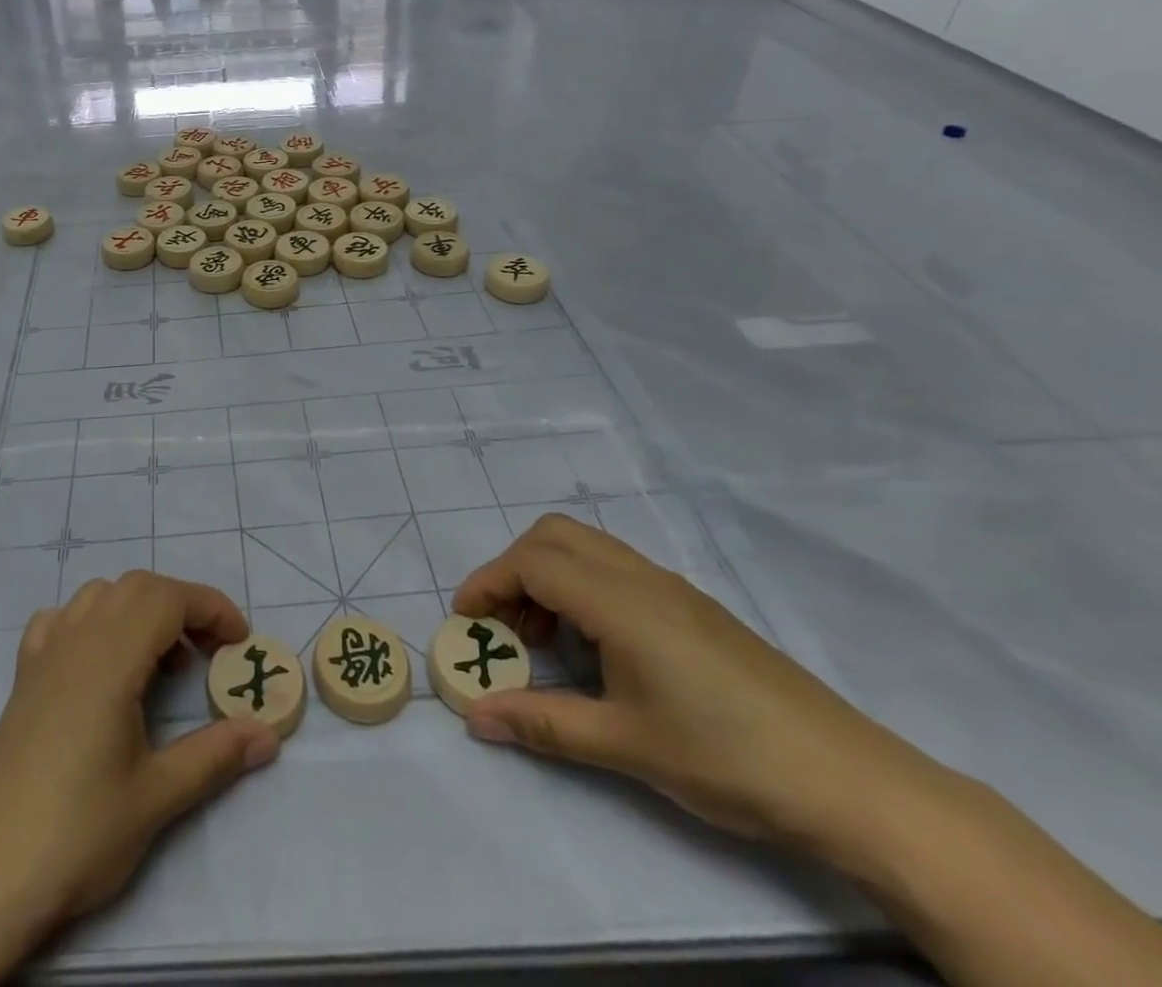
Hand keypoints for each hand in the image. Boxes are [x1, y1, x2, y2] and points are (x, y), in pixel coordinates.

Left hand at [0, 573, 281, 986]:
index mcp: (111, 658)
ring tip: (160, 662)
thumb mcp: (157, 797)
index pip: (168, 598)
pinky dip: (92, 621)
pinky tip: (100, 662)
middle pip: (137, 587)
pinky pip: (62, 619)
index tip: (240, 641)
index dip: (211, 608)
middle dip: (182, 606)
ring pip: (99, 595)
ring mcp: (44, 653)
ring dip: (139, 610)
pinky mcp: (24, 676)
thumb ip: (216, 755)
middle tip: (209, 653)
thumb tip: (270, 734)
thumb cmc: (79, 832)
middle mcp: (76, 639)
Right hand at [452, 515, 929, 850]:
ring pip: (585, 546)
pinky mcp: (692, 606)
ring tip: (544, 639)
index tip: (466, 622)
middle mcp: (640, 577)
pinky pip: (614, 568)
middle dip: (512, 569)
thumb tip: (473, 717)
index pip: (531, 563)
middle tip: (504, 625)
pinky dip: (581, 586)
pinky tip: (595, 646)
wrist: (852, 781)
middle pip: (553, 536)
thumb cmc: (728, 757)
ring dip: (547, 575)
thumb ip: (542, 723)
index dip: (488, 584)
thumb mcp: (625, 745)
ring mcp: (670, 588)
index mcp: (620, 601)